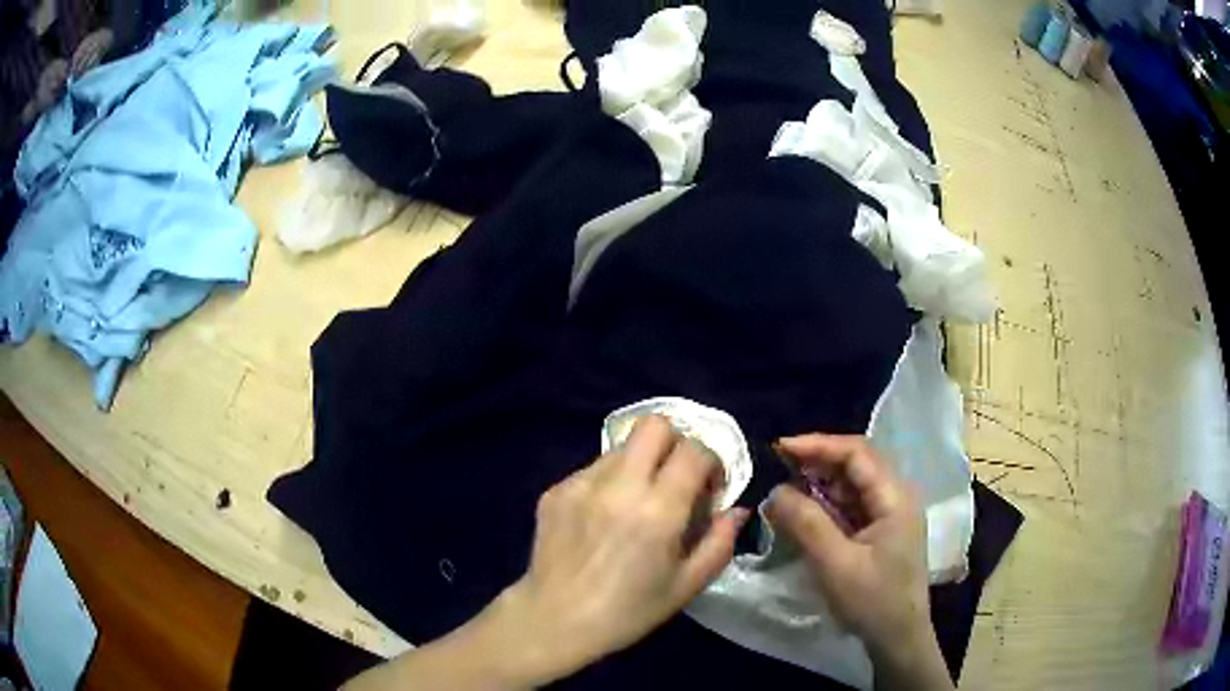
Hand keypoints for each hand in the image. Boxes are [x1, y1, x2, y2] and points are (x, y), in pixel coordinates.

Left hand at [498, 415, 749, 681]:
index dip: (711, 462)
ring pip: (622, 446)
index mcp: (658, 511)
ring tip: (636, 504)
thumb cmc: (628, 612)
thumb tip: (737, 510)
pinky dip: (609, 483)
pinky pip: (592, 469)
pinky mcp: (555, 490)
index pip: (694, 450)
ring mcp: (581, 484)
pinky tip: (603, 519)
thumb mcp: (686, 586)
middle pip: (655, 424)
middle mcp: (618, 486)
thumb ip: (720, 542)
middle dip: (675, 443)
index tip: (708, 489)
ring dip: (641, 464)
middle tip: (676, 478)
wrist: (554, 621)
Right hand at [766, 434, 951, 690]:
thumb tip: (775, 491)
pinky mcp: (882, 530)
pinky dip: (827, 504)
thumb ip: (806, 524)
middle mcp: (897, 496)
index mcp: (895, 497)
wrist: (898, 638)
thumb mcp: (835, 564)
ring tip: (785, 487)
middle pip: (856, 464)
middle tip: (778, 466)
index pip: (856, 453)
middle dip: (817, 461)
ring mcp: (891, 513)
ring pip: (853, 484)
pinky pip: (852, 505)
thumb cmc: (872, 601)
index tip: (780, 449)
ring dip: (820, 483)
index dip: (818, 445)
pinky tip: (805, 512)